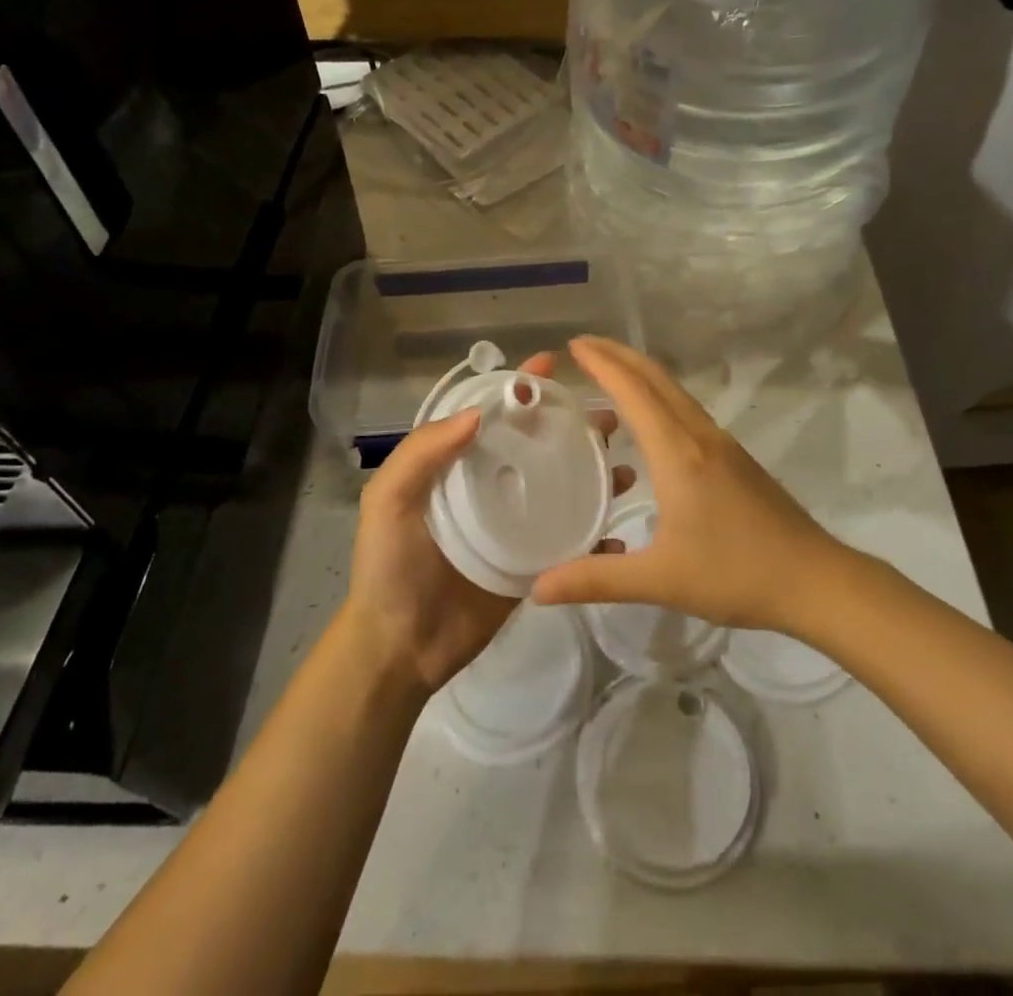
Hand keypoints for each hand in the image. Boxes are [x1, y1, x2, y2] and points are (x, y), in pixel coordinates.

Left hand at [342, 351, 620, 694]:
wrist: (402, 649)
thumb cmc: (391, 567)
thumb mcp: (389, 500)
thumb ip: (423, 453)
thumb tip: (477, 413)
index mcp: (457, 465)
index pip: (493, 414)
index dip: (521, 387)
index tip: (554, 364)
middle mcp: (490, 485)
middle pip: (537, 444)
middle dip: (571, 424)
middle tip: (608, 418)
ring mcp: (516, 525)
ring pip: (562, 486)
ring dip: (593, 471)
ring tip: (623, 464)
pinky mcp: (534, 564)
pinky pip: (571, 541)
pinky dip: (597, 535)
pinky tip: (618, 530)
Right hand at [531, 337, 841, 634]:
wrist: (815, 579)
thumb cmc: (736, 574)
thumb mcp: (659, 580)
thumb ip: (595, 580)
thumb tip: (538, 588)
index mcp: (677, 452)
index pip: (633, 391)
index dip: (602, 363)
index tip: (572, 346)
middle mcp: (699, 435)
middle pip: (656, 378)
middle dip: (618, 355)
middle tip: (582, 346)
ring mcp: (721, 443)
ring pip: (674, 392)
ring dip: (640, 374)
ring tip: (607, 376)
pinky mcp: (734, 457)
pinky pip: (686, 410)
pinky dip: (658, 398)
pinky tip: (649, 423)